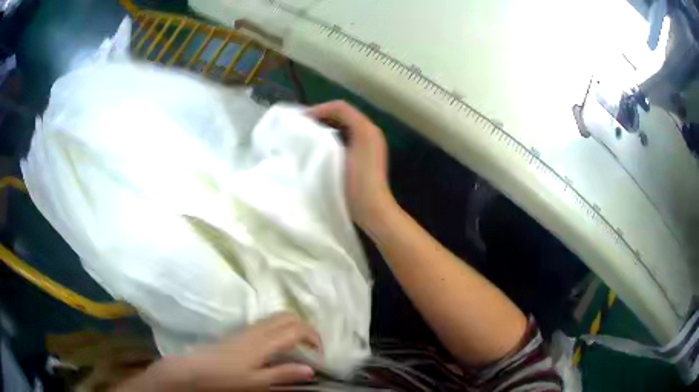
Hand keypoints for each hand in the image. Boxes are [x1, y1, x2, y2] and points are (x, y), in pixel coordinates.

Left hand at [120, 313, 319, 390]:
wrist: (194, 368)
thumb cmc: (226, 377)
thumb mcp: (257, 382)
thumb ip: (284, 374)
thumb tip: (311, 370)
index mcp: (264, 342)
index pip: (296, 329)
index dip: (313, 337)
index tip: (321, 354)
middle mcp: (258, 330)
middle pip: (288, 316)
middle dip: (306, 328)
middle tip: (313, 348)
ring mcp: (249, 329)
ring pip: (278, 317)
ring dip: (294, 327)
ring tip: (300, 347)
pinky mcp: (241, 332)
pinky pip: (268, 322)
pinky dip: (282, 328)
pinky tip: (279, 346)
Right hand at [308, 101, 392, 227]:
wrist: (372, 209)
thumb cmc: (354, 182)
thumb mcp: (338, 156)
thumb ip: (325, 136)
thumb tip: (310, 127)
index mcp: (365, 128)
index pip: (339, 107)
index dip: (318, 109)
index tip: (300, 120)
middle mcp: (369, 131)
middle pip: (342, 115)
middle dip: (321, 117)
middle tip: (301, 126)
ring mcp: (369, 143)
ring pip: (344, 126)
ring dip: (325, 127)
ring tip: (306, 135)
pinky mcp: (366, 155)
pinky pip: (347, 137)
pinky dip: (332, 137)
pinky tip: (319, 147)